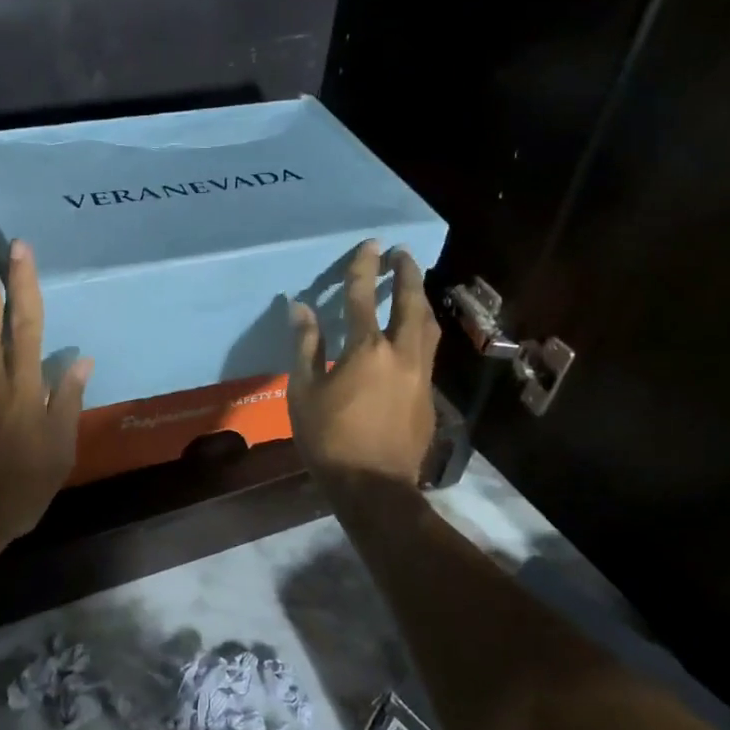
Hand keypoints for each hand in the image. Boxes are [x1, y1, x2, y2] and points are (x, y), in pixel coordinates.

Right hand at [287, 241, 439, 488]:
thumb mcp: (304, 391)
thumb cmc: (330, 438)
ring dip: (421, 301)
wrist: (373, 485)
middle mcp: (401, 354)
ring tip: (415, 286)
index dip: (365, 267)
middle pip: (410, 304)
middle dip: (407, 275)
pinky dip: (421, 331)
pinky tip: (414, 335)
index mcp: (367, 350)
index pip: (363, 297)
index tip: (370, 244)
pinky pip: (428, 351)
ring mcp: (420, 375)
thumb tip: (300, 308)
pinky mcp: (428, 396)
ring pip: (427, 327)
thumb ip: (306, 346)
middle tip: (403, 254)